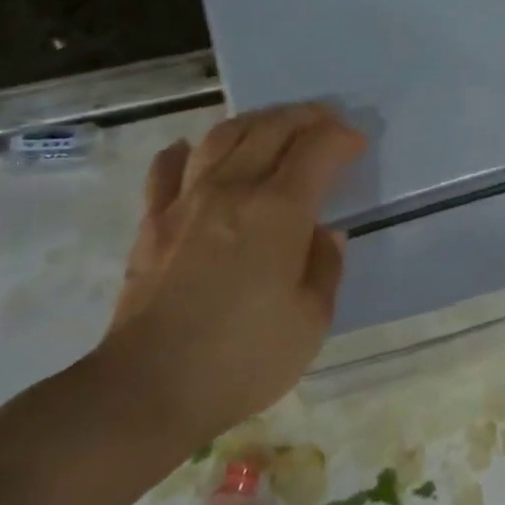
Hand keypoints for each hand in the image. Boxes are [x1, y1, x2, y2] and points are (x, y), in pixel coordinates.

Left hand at [96, 103, 365, 454]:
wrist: (149, 388)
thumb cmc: (243, 358)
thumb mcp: (311, 321)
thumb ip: (325, 267)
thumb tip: (324, 233)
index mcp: (279, 211)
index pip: (317, 151)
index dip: (341, 139)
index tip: (356, 143)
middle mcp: (233, 190)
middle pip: (270, 130)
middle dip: (304, 117)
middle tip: (324, 119)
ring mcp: (186, 202)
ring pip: (222, 137)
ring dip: (254, 121)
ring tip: (272, 124)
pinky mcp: (152, 223)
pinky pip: (167, 170)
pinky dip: (185, 152)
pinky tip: (193, 151)